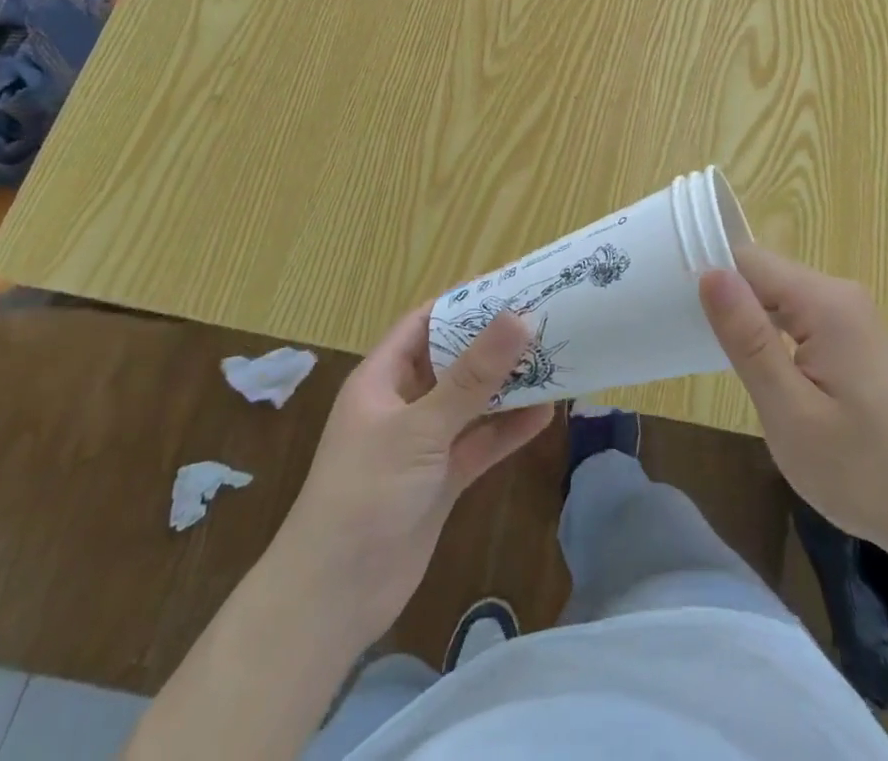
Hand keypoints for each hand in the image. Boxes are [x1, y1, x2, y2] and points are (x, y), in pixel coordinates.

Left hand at [278, 307, 551, 645]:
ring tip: (555, 362)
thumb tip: (519, 318)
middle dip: (495, 344)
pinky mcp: (441, 480)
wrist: (331, 600)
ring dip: (508, 386)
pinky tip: (546, 415)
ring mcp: (424, 444)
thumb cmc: (366, 493)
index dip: (465, 303)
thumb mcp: (421, 427)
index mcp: (382, 378)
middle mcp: (403, 404)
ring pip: (472, 402)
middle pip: (455, 361)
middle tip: (545, 321)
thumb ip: (473, 376)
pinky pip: (480, 443)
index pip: (426, 323)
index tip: (511, 287)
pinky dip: (508, 430)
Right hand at [699, 245, 887, 561]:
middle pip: (766, 276)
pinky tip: (761, 368)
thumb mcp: (789, 410)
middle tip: (691, 340)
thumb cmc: (857, 470)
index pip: (751, 261)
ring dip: (749, 320)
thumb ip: (748, 339)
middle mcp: (842, 295)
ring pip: (780, 297)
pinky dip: (773, 335)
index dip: (711, 276)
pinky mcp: (854, 336)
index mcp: (826, 303)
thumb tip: (710, 273)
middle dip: (729, 301)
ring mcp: (852, 315)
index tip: (673, 304)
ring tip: (717, 356)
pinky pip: (800, 316)